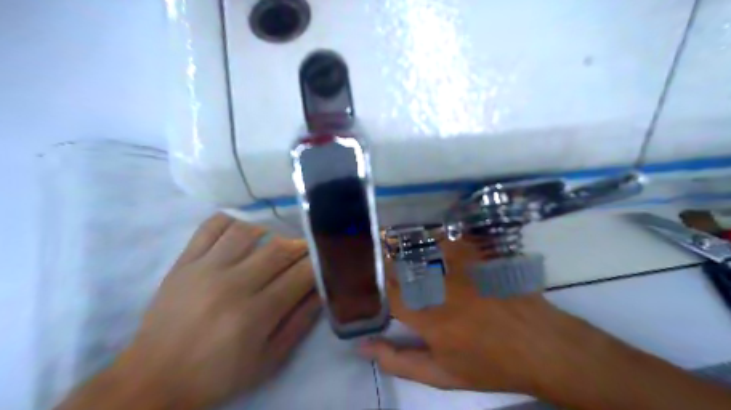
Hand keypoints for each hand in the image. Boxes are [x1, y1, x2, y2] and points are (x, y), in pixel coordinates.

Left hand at [112, 214, 317, 409]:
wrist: (154, 378)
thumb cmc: (218, 374)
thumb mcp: (269, 360)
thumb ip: (299, 323)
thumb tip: (322, 291)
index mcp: (255, 314)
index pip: (300, 274)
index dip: (317, 263)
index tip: (323, 261)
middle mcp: (232, 285)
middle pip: (278, 249)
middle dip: (300, 245)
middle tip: (306, 249)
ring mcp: (205, 269)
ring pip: (247, 231)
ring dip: (270, 230)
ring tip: (276, 239)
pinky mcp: (184, 262)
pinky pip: (210, 227)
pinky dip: (231, 219)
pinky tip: (244, 227)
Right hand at [360, 244, 612, 393]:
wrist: (541, 347)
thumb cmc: (490, 366)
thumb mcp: (443, 375)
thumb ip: (399, 361)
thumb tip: (362, 347)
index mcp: (428, 318)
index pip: (390, 294)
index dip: (380, 288)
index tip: (377, 286)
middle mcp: (441, 288)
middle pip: (404, 268)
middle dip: (391, 267)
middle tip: (388, 269)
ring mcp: (463, 270)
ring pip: (424, 250)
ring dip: (411, 252)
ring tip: (407, 256)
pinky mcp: (481, 259)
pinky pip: (453, 241)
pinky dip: (439, 240)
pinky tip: (437, 243)